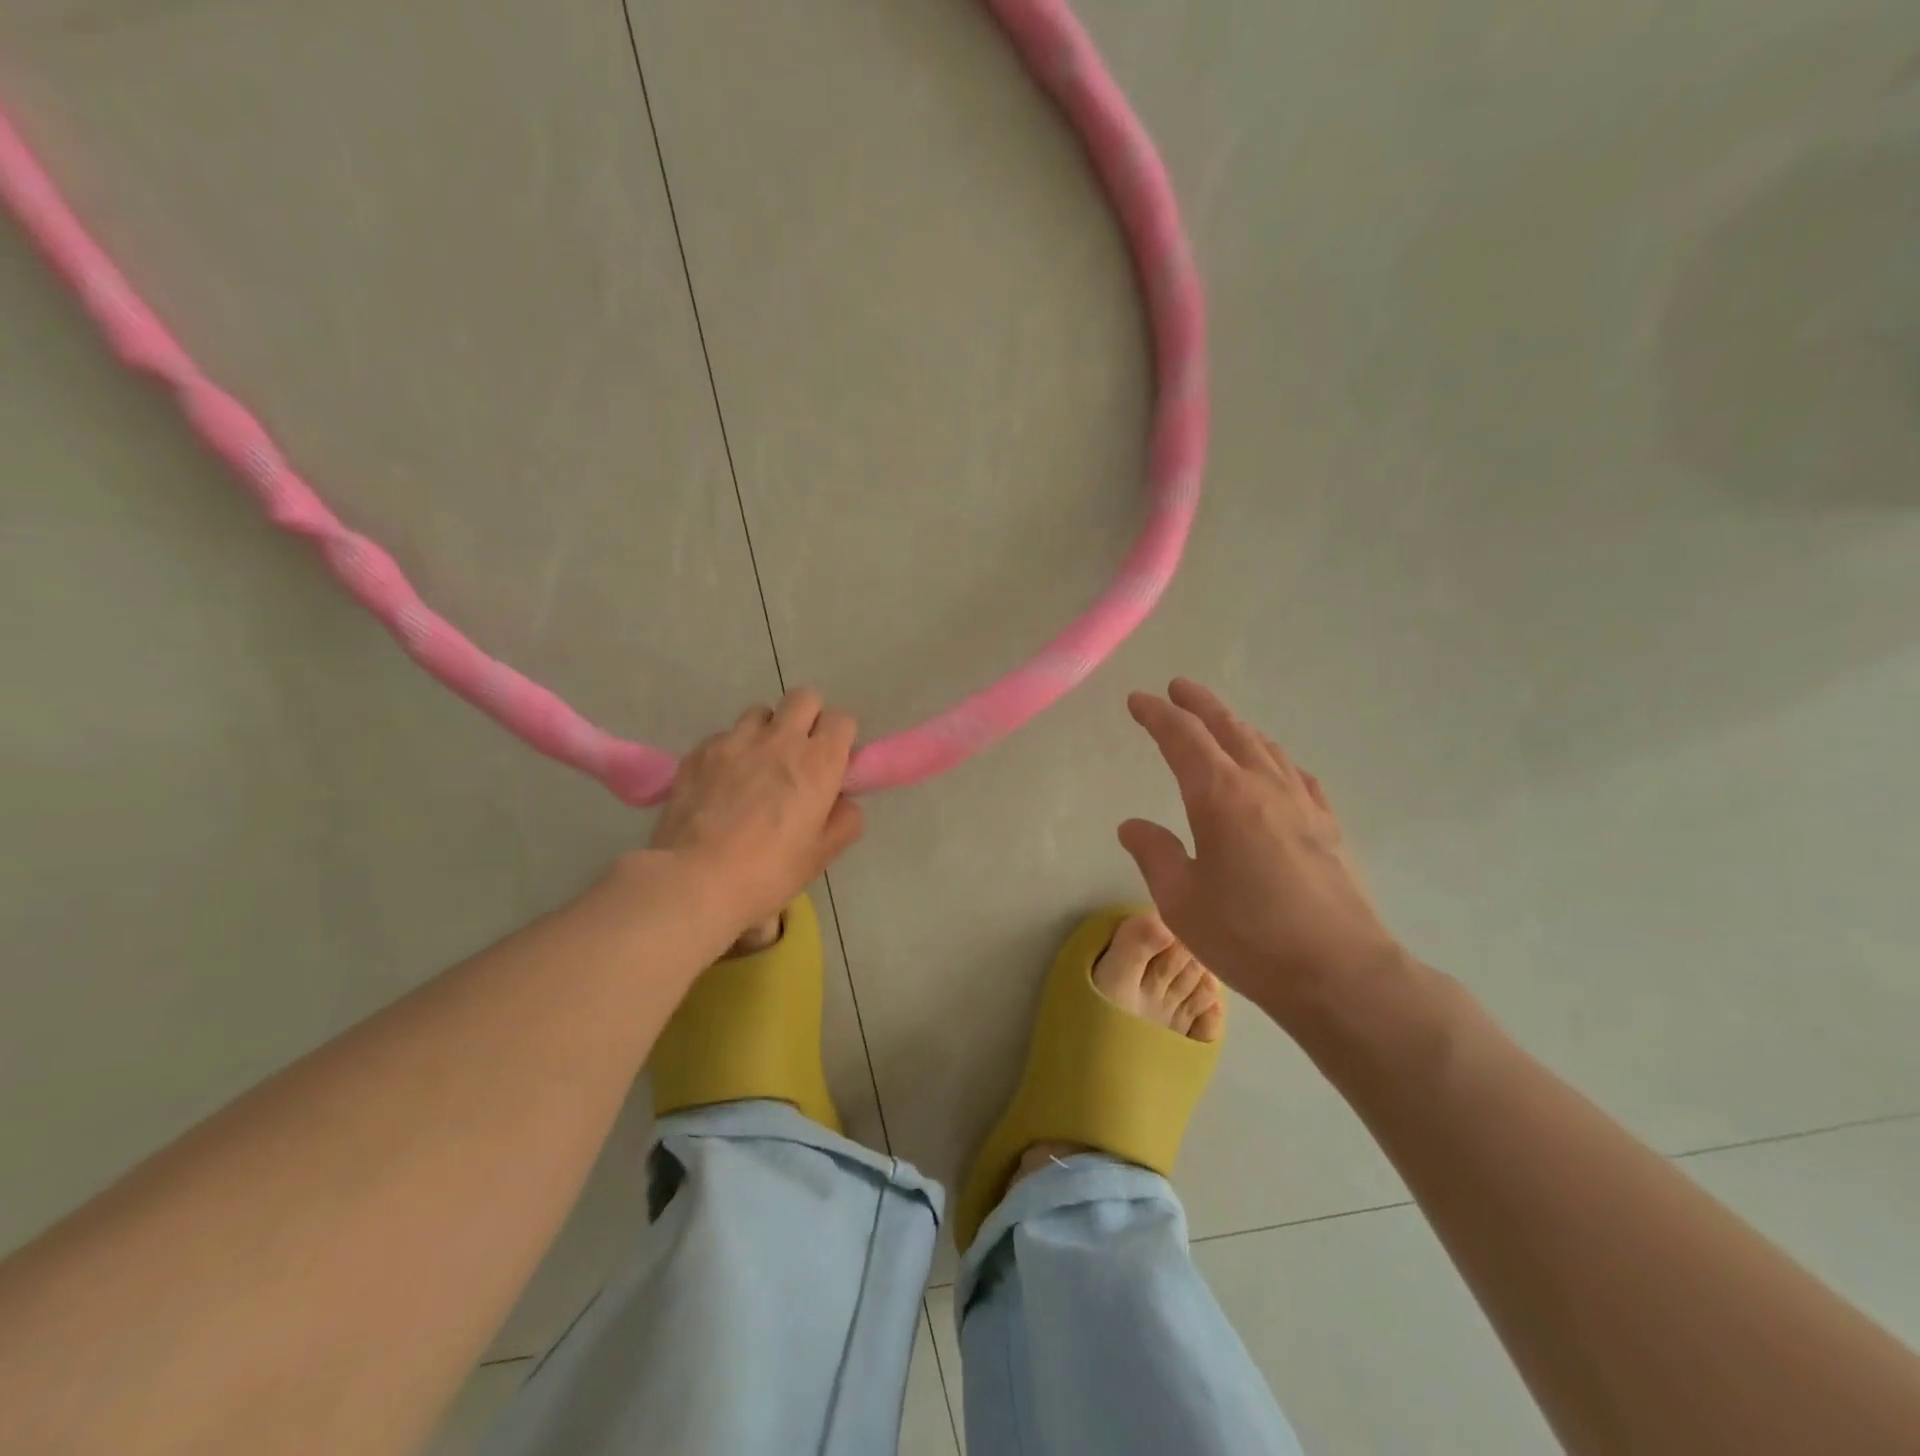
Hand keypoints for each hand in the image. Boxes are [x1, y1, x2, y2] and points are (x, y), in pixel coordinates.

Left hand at [648, 688, 864, 933]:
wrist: (694, 879)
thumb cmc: (769, 871)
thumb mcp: (821, 855)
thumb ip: (843, 821)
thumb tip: (841, 803)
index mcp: (818, 762)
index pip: (842, 719)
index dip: (840, 738)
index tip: (833, 763)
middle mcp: (780, 739)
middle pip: (803, 697)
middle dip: (807, 717)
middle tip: (799, 754)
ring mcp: (736, 740)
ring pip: (760, 712)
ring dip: (767, 730)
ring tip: (758, 765)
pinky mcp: (700, 751)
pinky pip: (725, 736)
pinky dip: (731, 752)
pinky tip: (723, 784)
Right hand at [1119, 678, 1406, 1022]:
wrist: (1340, 972)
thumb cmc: (1248, 936)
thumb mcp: (1181, 901)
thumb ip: (1155, 854)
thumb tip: (1132, 826)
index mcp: (1219, 796)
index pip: (1183, 738)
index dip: (1158, 715)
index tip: (1139, 700)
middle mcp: (1262, 786)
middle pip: (1228, 728)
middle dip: (1200, 704)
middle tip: (1179, 688)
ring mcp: (1302, 803)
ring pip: (1265, 747)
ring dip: (1237, 727)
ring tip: (1220, 722)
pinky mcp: (1328, 826)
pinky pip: (1296, 775)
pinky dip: (1275, 758)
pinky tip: (1275, 768)